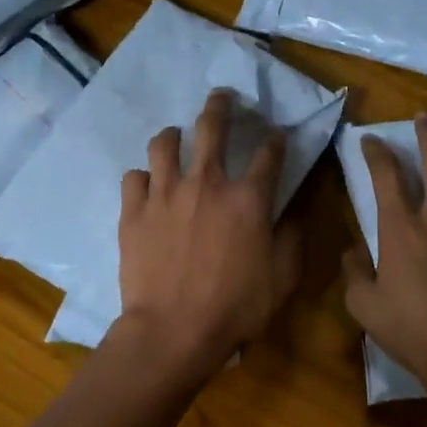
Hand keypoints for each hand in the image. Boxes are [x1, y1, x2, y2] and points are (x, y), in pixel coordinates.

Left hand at [117, 89, 303, 374]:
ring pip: (164, 143)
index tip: (277, 135)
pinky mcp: (133, 211)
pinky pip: (134, 177)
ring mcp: (165, 193)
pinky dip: (143, 178)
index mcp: (248, 198)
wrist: (173, 331)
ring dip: (173, 136)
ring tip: (174, 137)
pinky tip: (147, 186)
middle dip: (220, 105)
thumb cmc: (235, 307)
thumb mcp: (283, 278)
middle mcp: (206, 183)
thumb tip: (292, 212)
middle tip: (221, 96)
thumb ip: (292, 238)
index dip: (276, 140)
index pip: (269, 154)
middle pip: (212, 127)